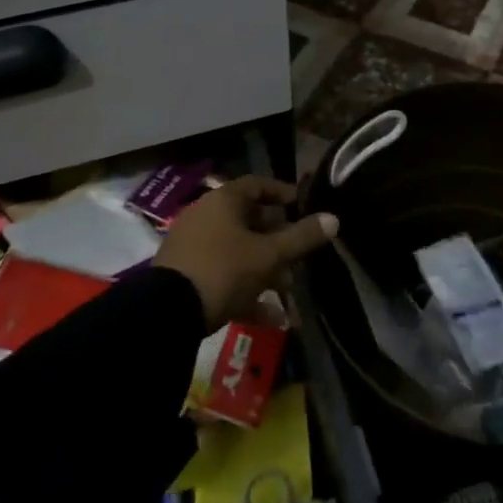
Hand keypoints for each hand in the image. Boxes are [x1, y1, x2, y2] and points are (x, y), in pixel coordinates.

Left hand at [154, 176, 337, 328]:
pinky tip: (271, 318)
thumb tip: (334, 218)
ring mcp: (192, 247)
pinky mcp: (185, 275)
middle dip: (277, 240)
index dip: (281, 192)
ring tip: (287, 289)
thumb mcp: (269, 255)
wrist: (167, 312)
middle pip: (247, 221)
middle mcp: (204, 217)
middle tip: (298, 255)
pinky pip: (222, 276)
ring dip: (264, 269)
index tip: (302, 205)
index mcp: (222, 201)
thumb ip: (302, 237)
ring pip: (237, 252)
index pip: (256, 185)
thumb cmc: (224, 270)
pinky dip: (245, 291)